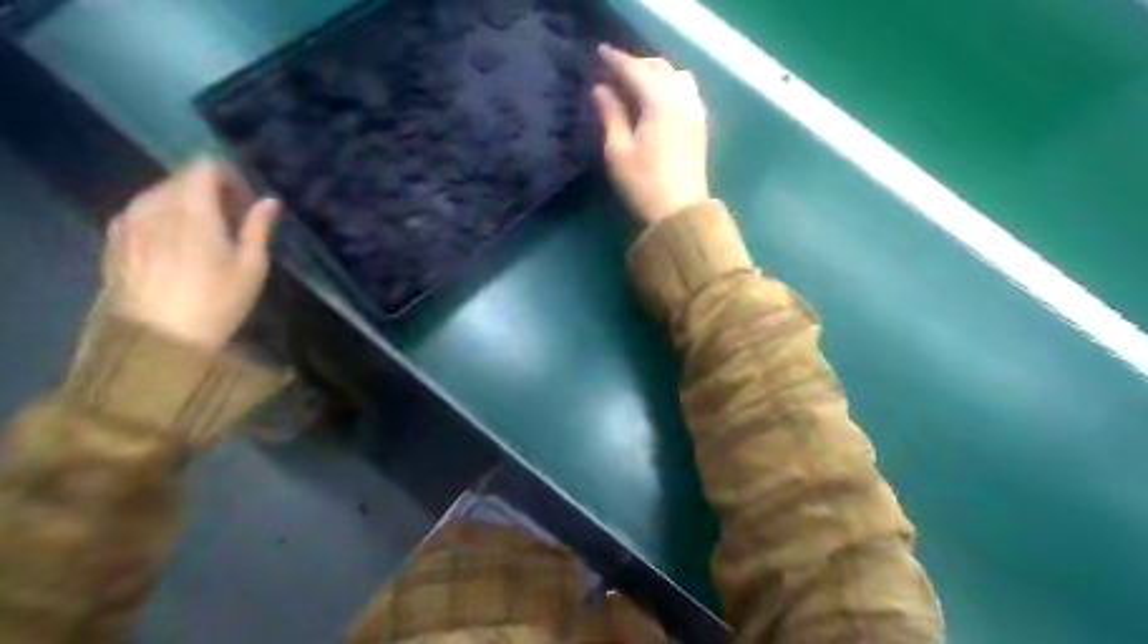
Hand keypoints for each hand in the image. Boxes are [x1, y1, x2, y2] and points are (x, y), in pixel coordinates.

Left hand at [102, 155, 281, 349]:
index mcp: (192, 208)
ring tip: (205, 234)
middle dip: (211, 191)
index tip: (246, 203)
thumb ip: (258, 227)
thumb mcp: (251, 267)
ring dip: (186, 204)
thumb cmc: (216, 302)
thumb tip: (269, 201)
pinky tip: (177, 246)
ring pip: (160, 193)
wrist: (156, 338)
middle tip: (233, 221)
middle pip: (182, 178)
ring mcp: (128, 220)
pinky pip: (142, 211)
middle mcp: (154, 204)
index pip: (205, 166)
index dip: (231, 177)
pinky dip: (164, 217)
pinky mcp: (113, 237)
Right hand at [592, 42, 709, 224]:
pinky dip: (670, 85)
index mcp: (659, 102)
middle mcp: (682, 99)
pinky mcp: (700, 125)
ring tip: (637, 84)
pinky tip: (658, 100)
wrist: (680, 213)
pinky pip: (687, 91)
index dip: (616, 60)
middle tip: (615, 71)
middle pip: (659, 68)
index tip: (599, 53)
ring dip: (656, 73)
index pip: (635, 70)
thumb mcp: (618, 150)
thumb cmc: (643, 184)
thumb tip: (601, 89)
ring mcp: (695, 111)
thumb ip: (611, 115)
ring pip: (677, 76)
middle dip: (636, 64)